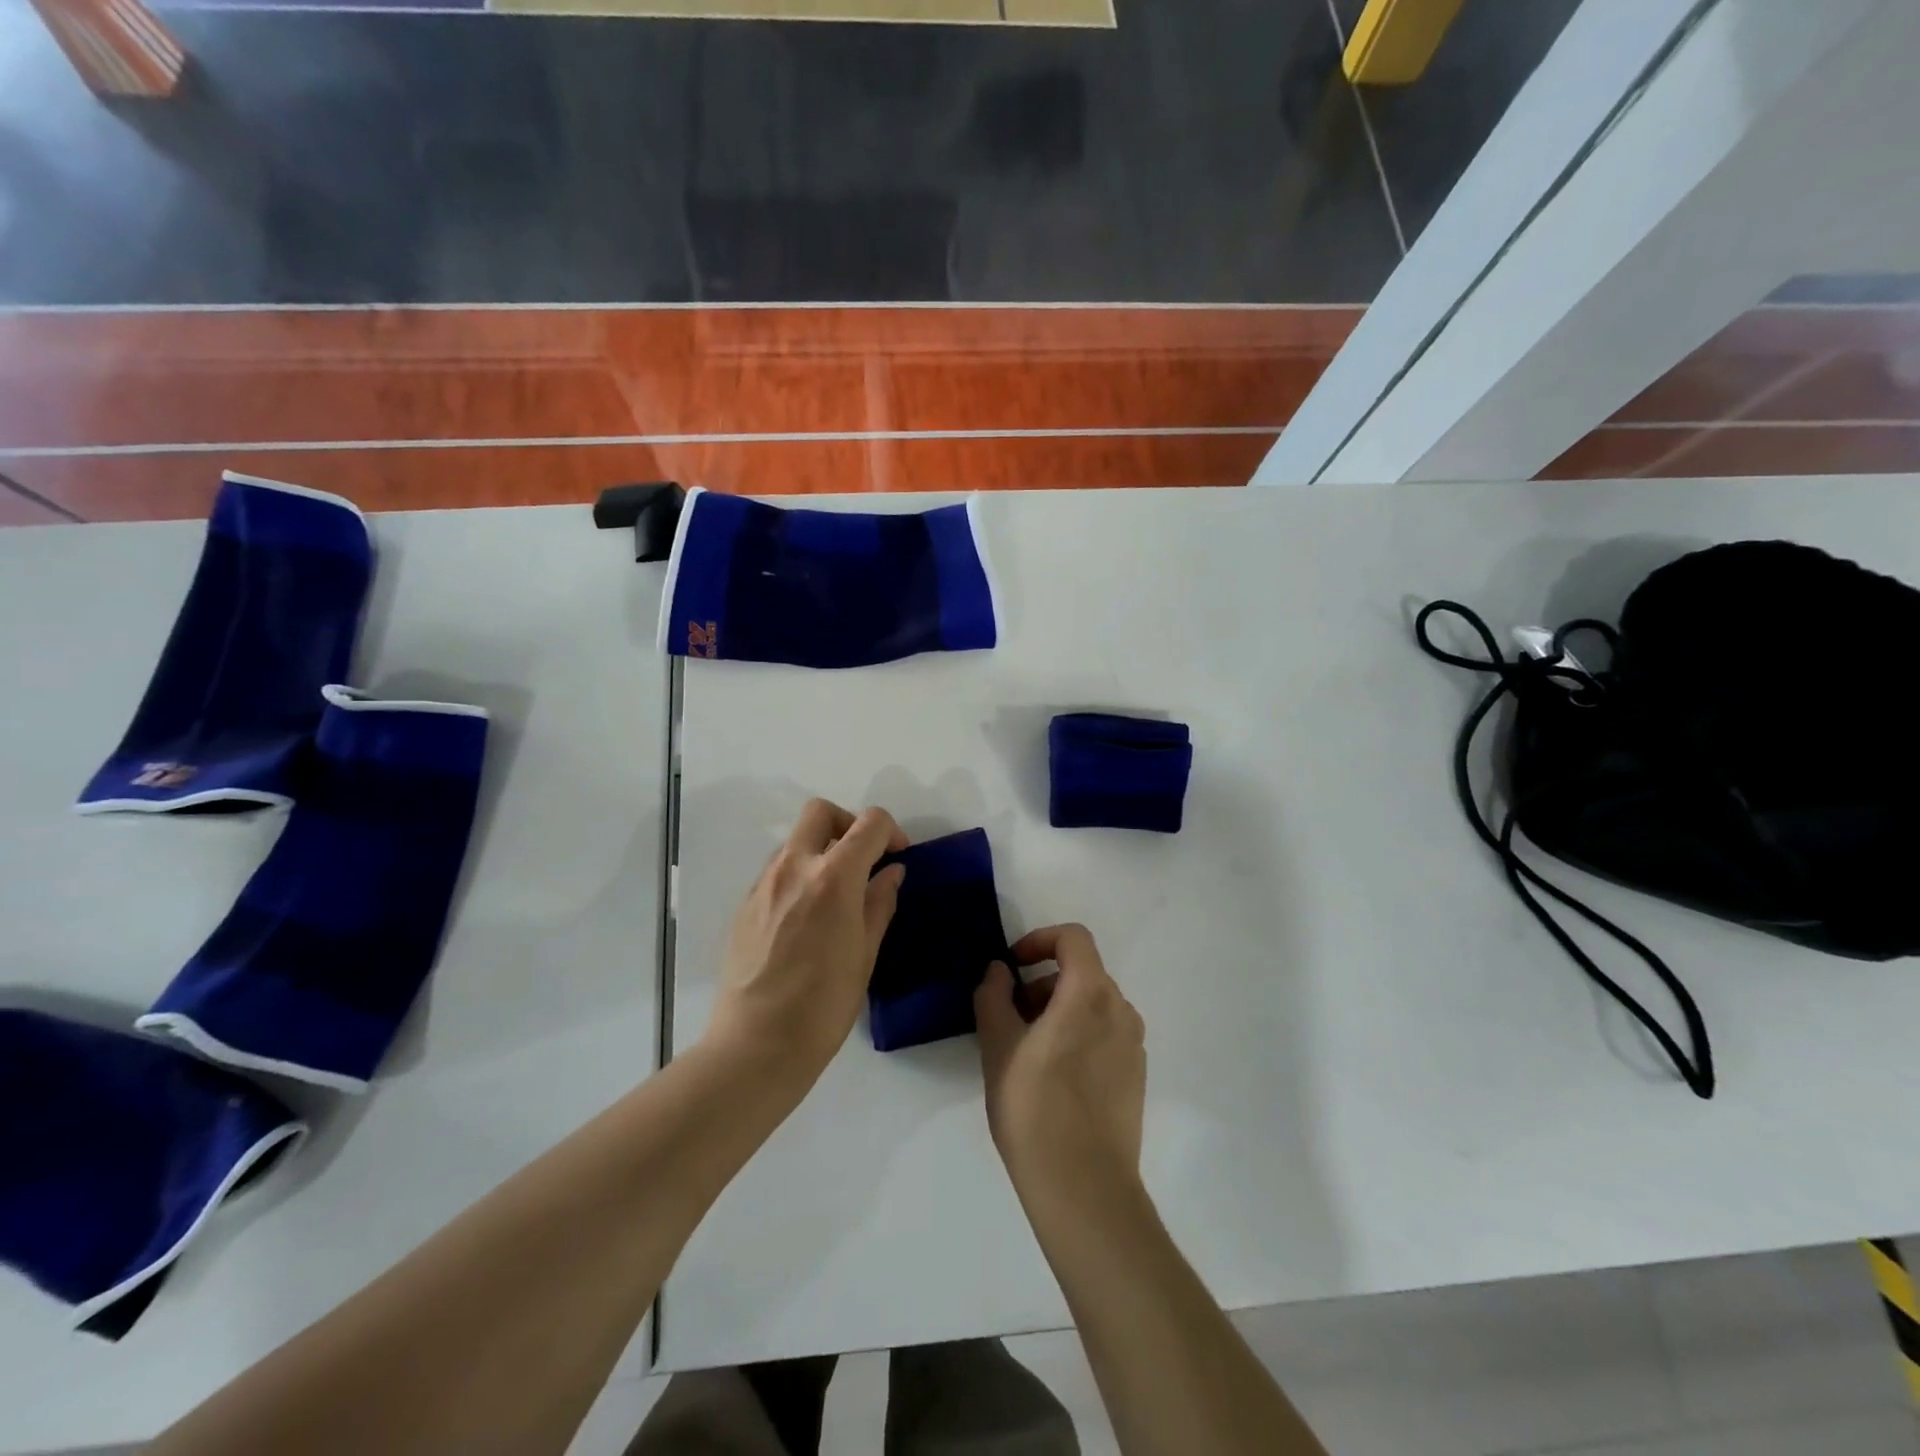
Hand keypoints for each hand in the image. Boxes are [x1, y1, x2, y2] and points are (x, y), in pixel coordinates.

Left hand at [707, 799, 907, 1079]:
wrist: (756, 1045)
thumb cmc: (824, 1005)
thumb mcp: (865, 953)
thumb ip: (879, 903)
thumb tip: (891, 872)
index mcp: (833, 878)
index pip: (869, 823)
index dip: (891, 832)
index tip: (897, 858)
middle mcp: (794, 867)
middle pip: (821, 812)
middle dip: (849, 823)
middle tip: (863, 859)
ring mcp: (763, 883)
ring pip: (796, 840)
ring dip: (821, 849)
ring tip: (836, 893)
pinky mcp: (744, 904)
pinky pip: (777, 870)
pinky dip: (799, 874)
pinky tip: (807, 917)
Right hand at [975, 924, 1146, 1216]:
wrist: (1085, 1188)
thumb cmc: (1034, 1108)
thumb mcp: (998, 1046)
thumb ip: (994, 996)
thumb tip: (1000, 971)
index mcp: (1090, 993)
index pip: (1073, 938)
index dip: (1039, 941)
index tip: (1012, 967)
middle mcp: (1120, 1009)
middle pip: (1081, 972)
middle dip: (1042, 982)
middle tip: (1010, 1017)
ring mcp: (1133, 1044)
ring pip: (1093, 1004)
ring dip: (1058, 1010)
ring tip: (1027, 1050)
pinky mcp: (1136, 1075)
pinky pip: (1105, 1034)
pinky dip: (1078, 1034)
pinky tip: (1054, 1077)